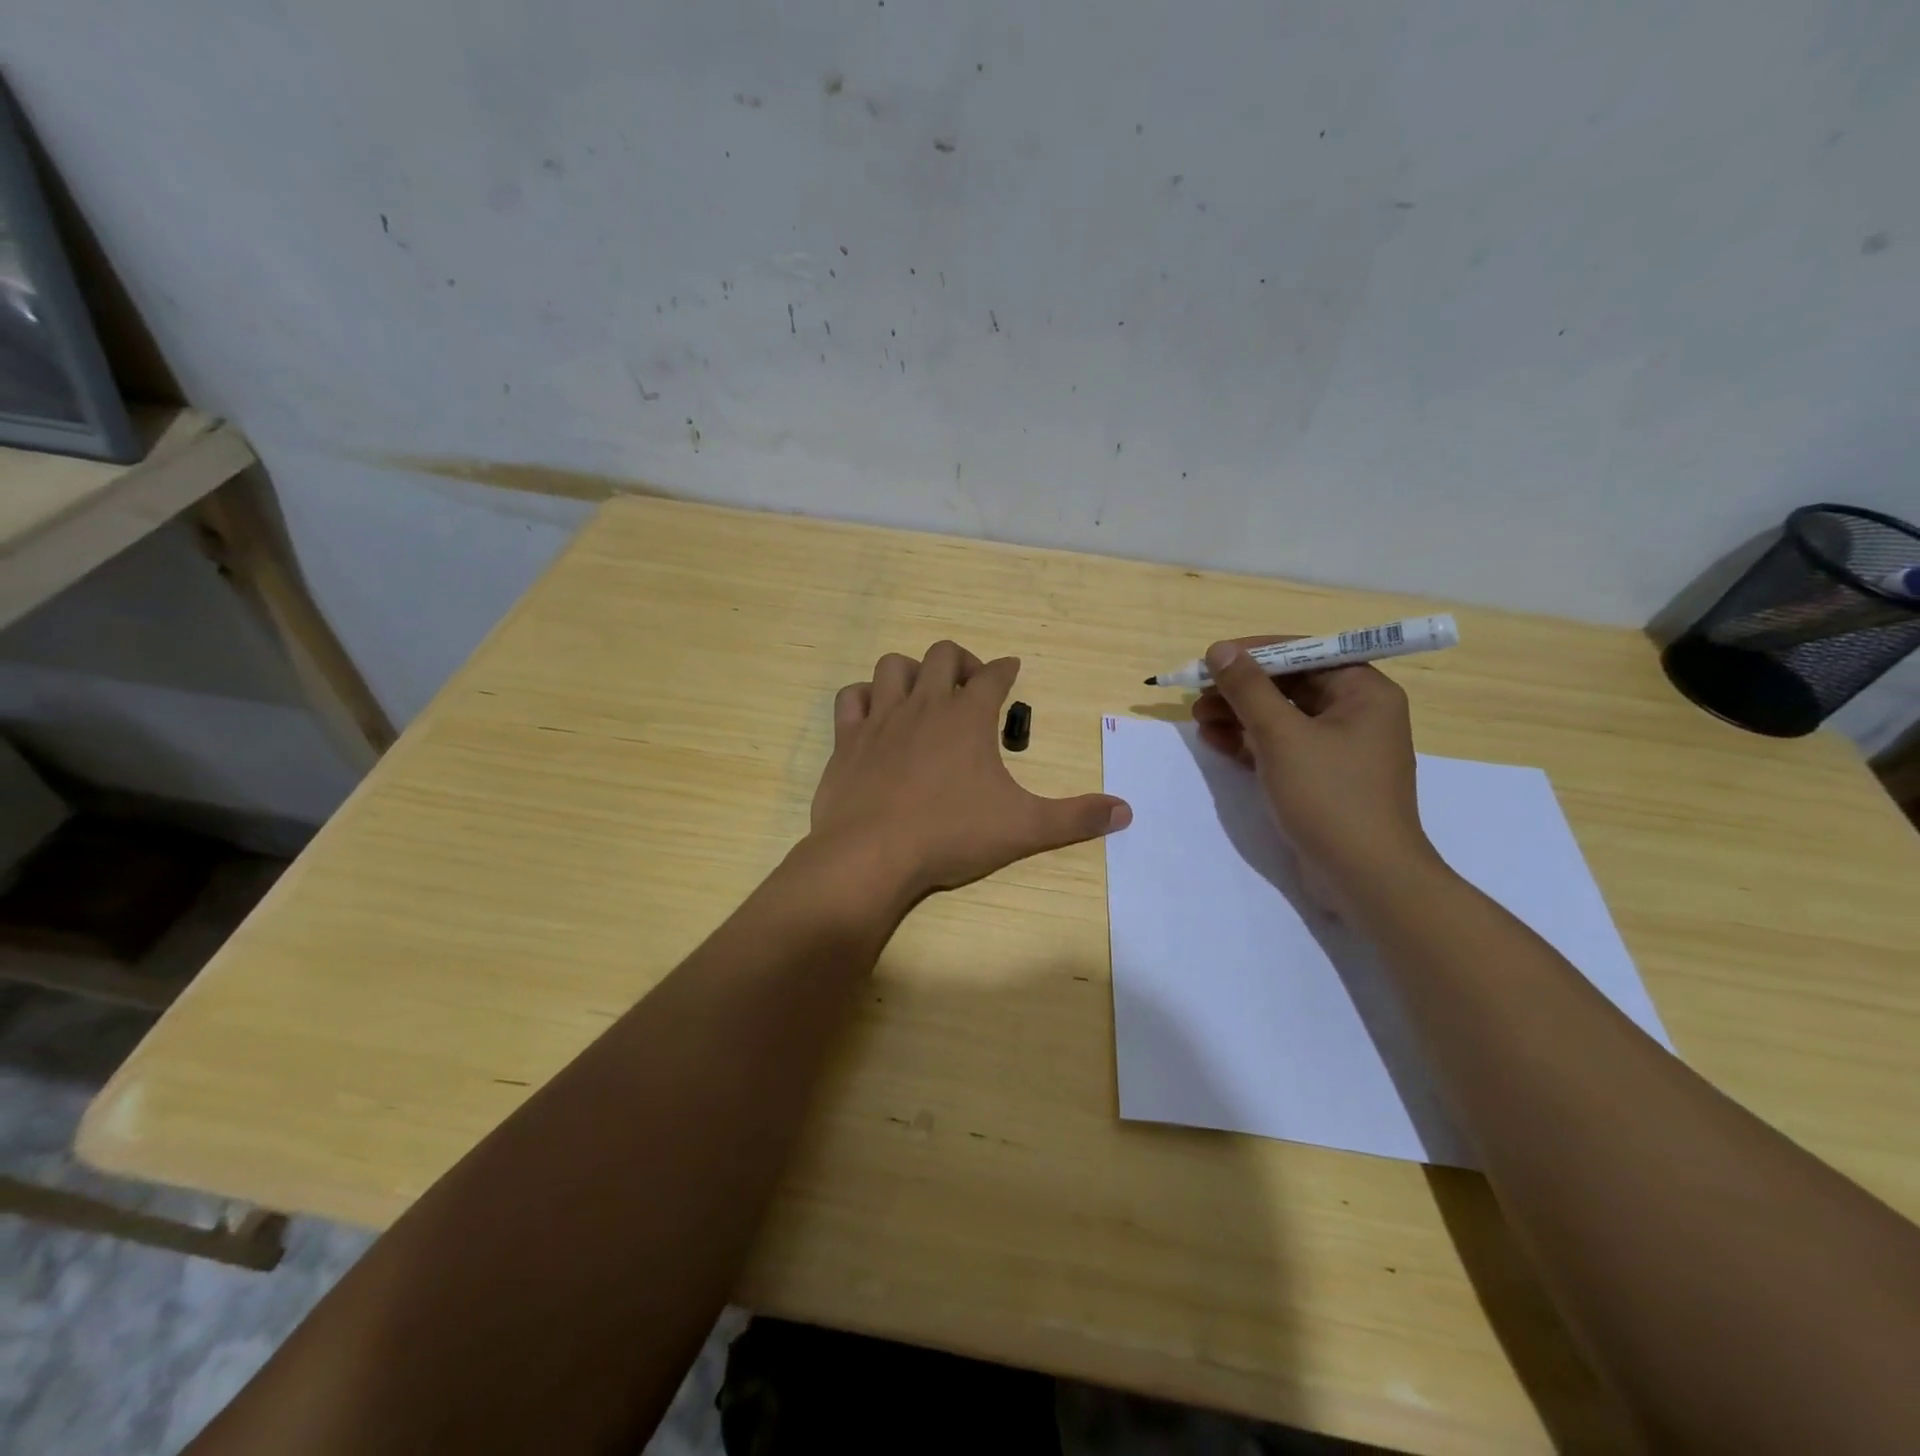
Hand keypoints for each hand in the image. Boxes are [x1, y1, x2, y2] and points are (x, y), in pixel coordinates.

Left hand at [809, 641, 1131, 899]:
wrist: (871, 856)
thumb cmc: (951, 836)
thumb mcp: (1024, 828)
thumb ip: (1075, 817)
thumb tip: (1126, 812)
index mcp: (967, 718)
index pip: (994, 676)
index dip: (1006, 669)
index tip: (1012, 668)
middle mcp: (924, 706)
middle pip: (943, 655)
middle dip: (962, 662)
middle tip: (971, 687)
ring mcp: (881, 719)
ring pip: (893, 666)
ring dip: (912, 671)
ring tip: (924, 694)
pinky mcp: (847, 740)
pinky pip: (851, 698)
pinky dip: (864, 697)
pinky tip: (874, 714)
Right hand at [1192, 637, 1440, 906]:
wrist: (1365, 877)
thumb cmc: (1329, 796)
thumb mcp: (1281, 736)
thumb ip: (1248, 689)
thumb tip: (1220, 650)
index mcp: (1364, 692)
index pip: (1304, 654)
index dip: (1254, 654)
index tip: (1211, 661)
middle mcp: (1357, 713)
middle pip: (1290, 686)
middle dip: (1241, 690)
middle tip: (1198, 696)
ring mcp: (1340, 749)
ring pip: (1282, 718)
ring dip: (1239, 716)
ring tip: (1199, 720)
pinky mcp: (1322, 778)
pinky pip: (1282, 747)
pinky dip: (1250, 743)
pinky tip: (1215, 742)